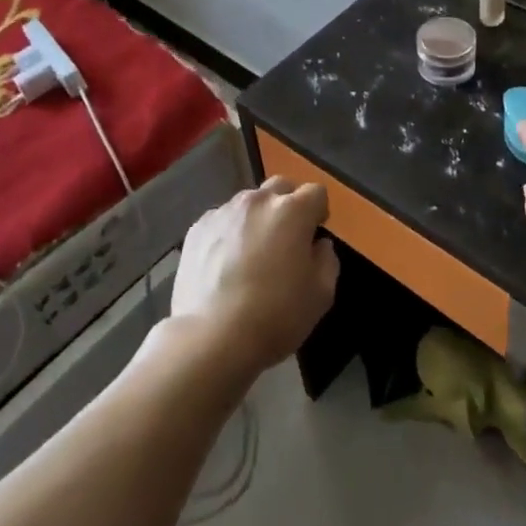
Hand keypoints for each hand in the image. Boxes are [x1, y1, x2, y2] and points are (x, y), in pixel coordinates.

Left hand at [170, 177, 339, 378]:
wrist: (211, 337)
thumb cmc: (275, 316)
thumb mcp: (321, 295)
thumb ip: (327, 260)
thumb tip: (318, 245)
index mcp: (292, 211)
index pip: (315, 192)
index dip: (318, 212)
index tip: (314, 235)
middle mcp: (258, 201)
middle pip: (280, 187)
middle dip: (288, 205)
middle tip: (285, 240)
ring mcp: (224, 212)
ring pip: (249, 203)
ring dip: (257, 219)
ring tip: (251, 254)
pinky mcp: (197, 228)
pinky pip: (222, 220)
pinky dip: (229, 233)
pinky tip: (225, 265)